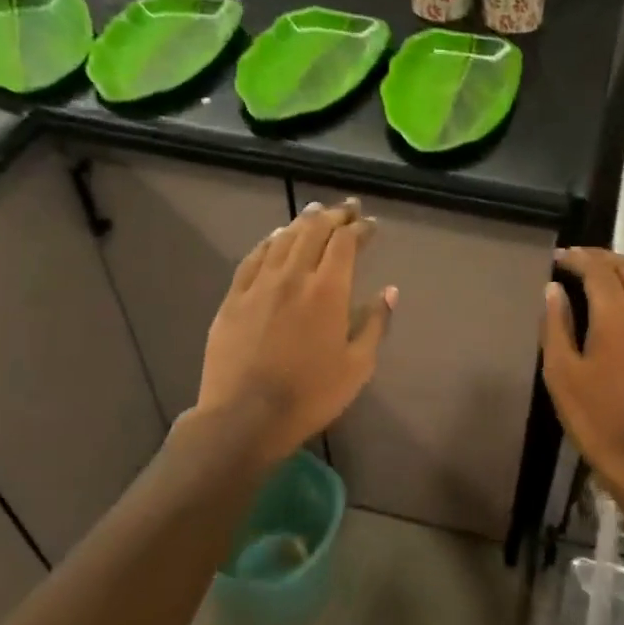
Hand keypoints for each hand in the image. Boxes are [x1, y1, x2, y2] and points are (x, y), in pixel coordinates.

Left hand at [194, 200, 395, 461]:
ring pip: (283, 239)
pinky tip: (275, 237)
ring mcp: (259, 284)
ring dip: (303, 221)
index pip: (345, 244)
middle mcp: (293, 276)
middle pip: (314, 232)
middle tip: (347, 207)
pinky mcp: (234, 298)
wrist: (245, 417)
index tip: (371, 224)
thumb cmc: (310, 395)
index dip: (360, 228)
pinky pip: (253, 258)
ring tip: (316, 211)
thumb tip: (389, 291)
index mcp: (328, 291)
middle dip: (334, 215)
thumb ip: (375, 324)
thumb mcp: (357, 366)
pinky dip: (269, 241)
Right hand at [541, 248, 623, 517]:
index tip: (558, 257)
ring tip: (599, 274)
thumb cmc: (595, 417)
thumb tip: (553, 289)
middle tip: (576, 259)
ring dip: (623, 271)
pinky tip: (622, 305)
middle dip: (602, 257)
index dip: (578, 258)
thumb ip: (556, 325)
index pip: (598, 270)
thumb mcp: (561, 373)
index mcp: (615, 316)